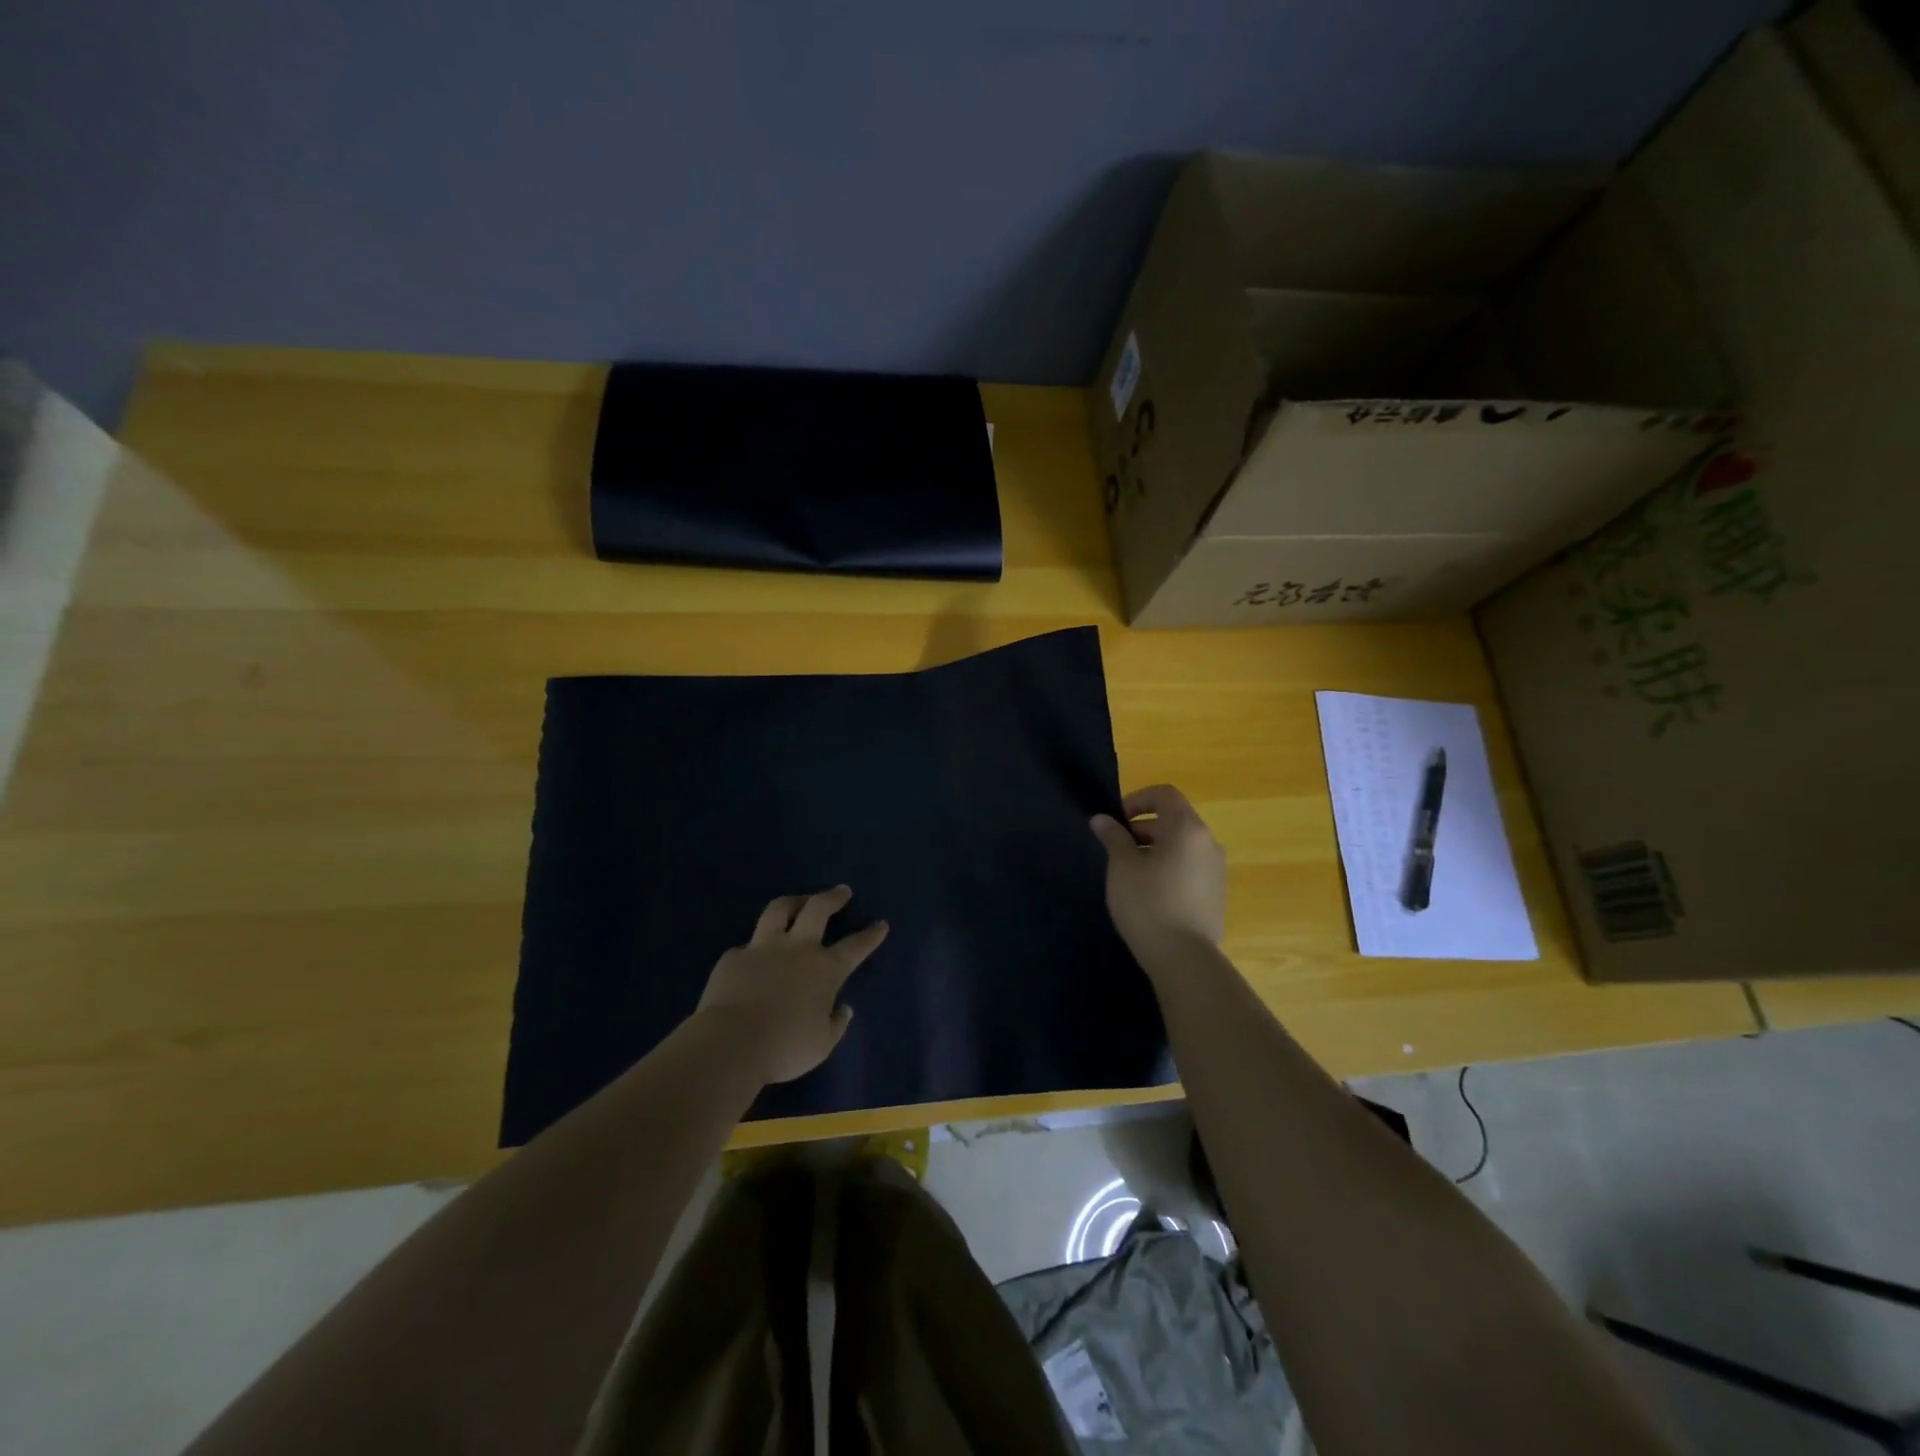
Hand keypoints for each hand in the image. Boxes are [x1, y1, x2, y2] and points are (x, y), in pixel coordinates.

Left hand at [692, 886, 888, 1084]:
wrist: (730, 1043)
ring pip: (779, 910)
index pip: (855, 947)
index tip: (881, 924)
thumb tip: (842, 1009)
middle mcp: (797, 949)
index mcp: (825, 970)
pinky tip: (752, 958)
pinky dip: (754, 948)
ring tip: (799, 900)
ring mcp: (762, 948)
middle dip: (832, 898)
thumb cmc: (784, 1047)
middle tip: (841, 891)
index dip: (870, 935)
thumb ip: (835, 1024)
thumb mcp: (821, 1045)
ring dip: (793, 901)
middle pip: (818, 909)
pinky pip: (746, 946)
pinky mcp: (733, 957)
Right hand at [1090, 785, 1226, 955]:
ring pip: (1183, 845)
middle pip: (1175, 819)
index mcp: (1187, 829)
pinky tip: (1151, 893)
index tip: (1116, 821)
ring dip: (1156, 848)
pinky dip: (1170, 867)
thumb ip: (1113, 837)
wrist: (1184, 958)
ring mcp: (1217, 869)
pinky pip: (1191, 866)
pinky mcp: (1217, 894)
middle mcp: (1208, 842)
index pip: (1165, 794)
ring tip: (1132, 873)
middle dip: (1143, 827)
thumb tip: (1102, 819)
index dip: (1137, 799)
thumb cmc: (1148, 904)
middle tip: (1118, 849)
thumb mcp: (1122, 867)